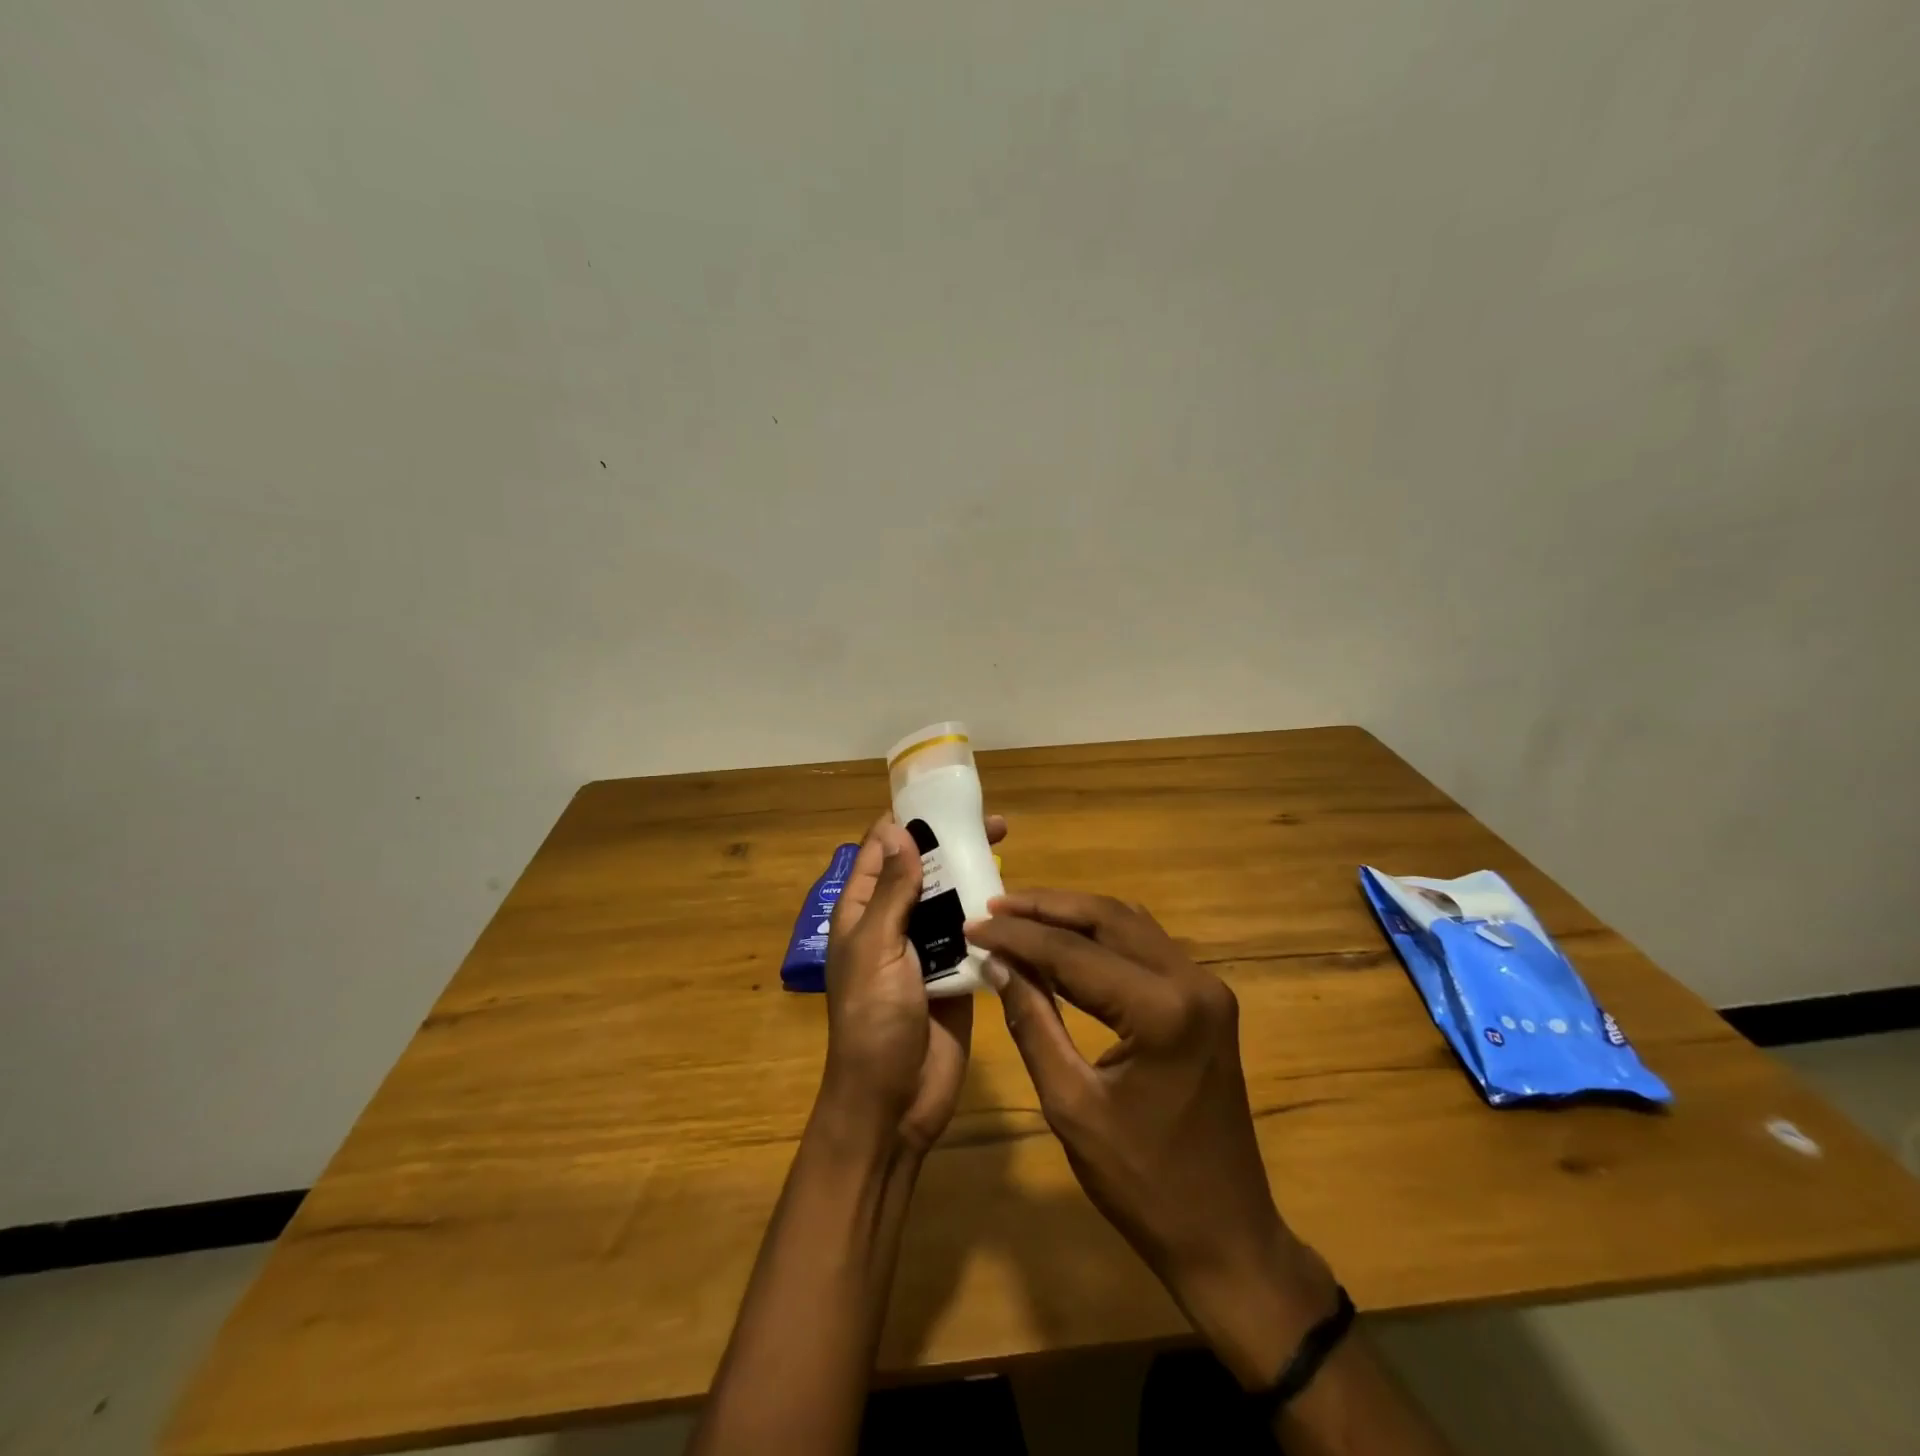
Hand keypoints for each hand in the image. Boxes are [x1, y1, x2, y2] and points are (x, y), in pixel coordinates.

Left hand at [819, 813, 1006, 1153]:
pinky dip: (989, 915)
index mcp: (862, 913)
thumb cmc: (873, 1021)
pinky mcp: (956, 973)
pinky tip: (1016, 899)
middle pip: (923, 870)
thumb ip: (891, 892)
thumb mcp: (876, 949)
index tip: (944, 798)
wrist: (894, 1102)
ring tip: (1008, 851)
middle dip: (951, 844)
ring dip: (974, 876)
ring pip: (951, 899)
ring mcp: (925, 949)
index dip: (907, 822)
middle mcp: (893, 923)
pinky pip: (973, 935)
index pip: (880, 852)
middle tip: (994, 824)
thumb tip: (896, 830)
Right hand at [966, 890, 1337, 1386]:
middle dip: (1046, 907)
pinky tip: (1065, 942)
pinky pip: (1145, 947)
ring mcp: (1206, 987)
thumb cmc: (1142, 1184)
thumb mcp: (1071, 1105)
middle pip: (1107, 918)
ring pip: (1129, 924)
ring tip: (1020, 915)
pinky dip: (1101, 936)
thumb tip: (996, 963)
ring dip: (1073, 915)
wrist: (1225, 1236)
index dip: (1018, 935)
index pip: (1074, 953)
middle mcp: (1192, 981)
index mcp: (1162, 1011)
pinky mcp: (1206, 999)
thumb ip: (1032, 1023)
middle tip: (993, 904)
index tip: (973, 923)